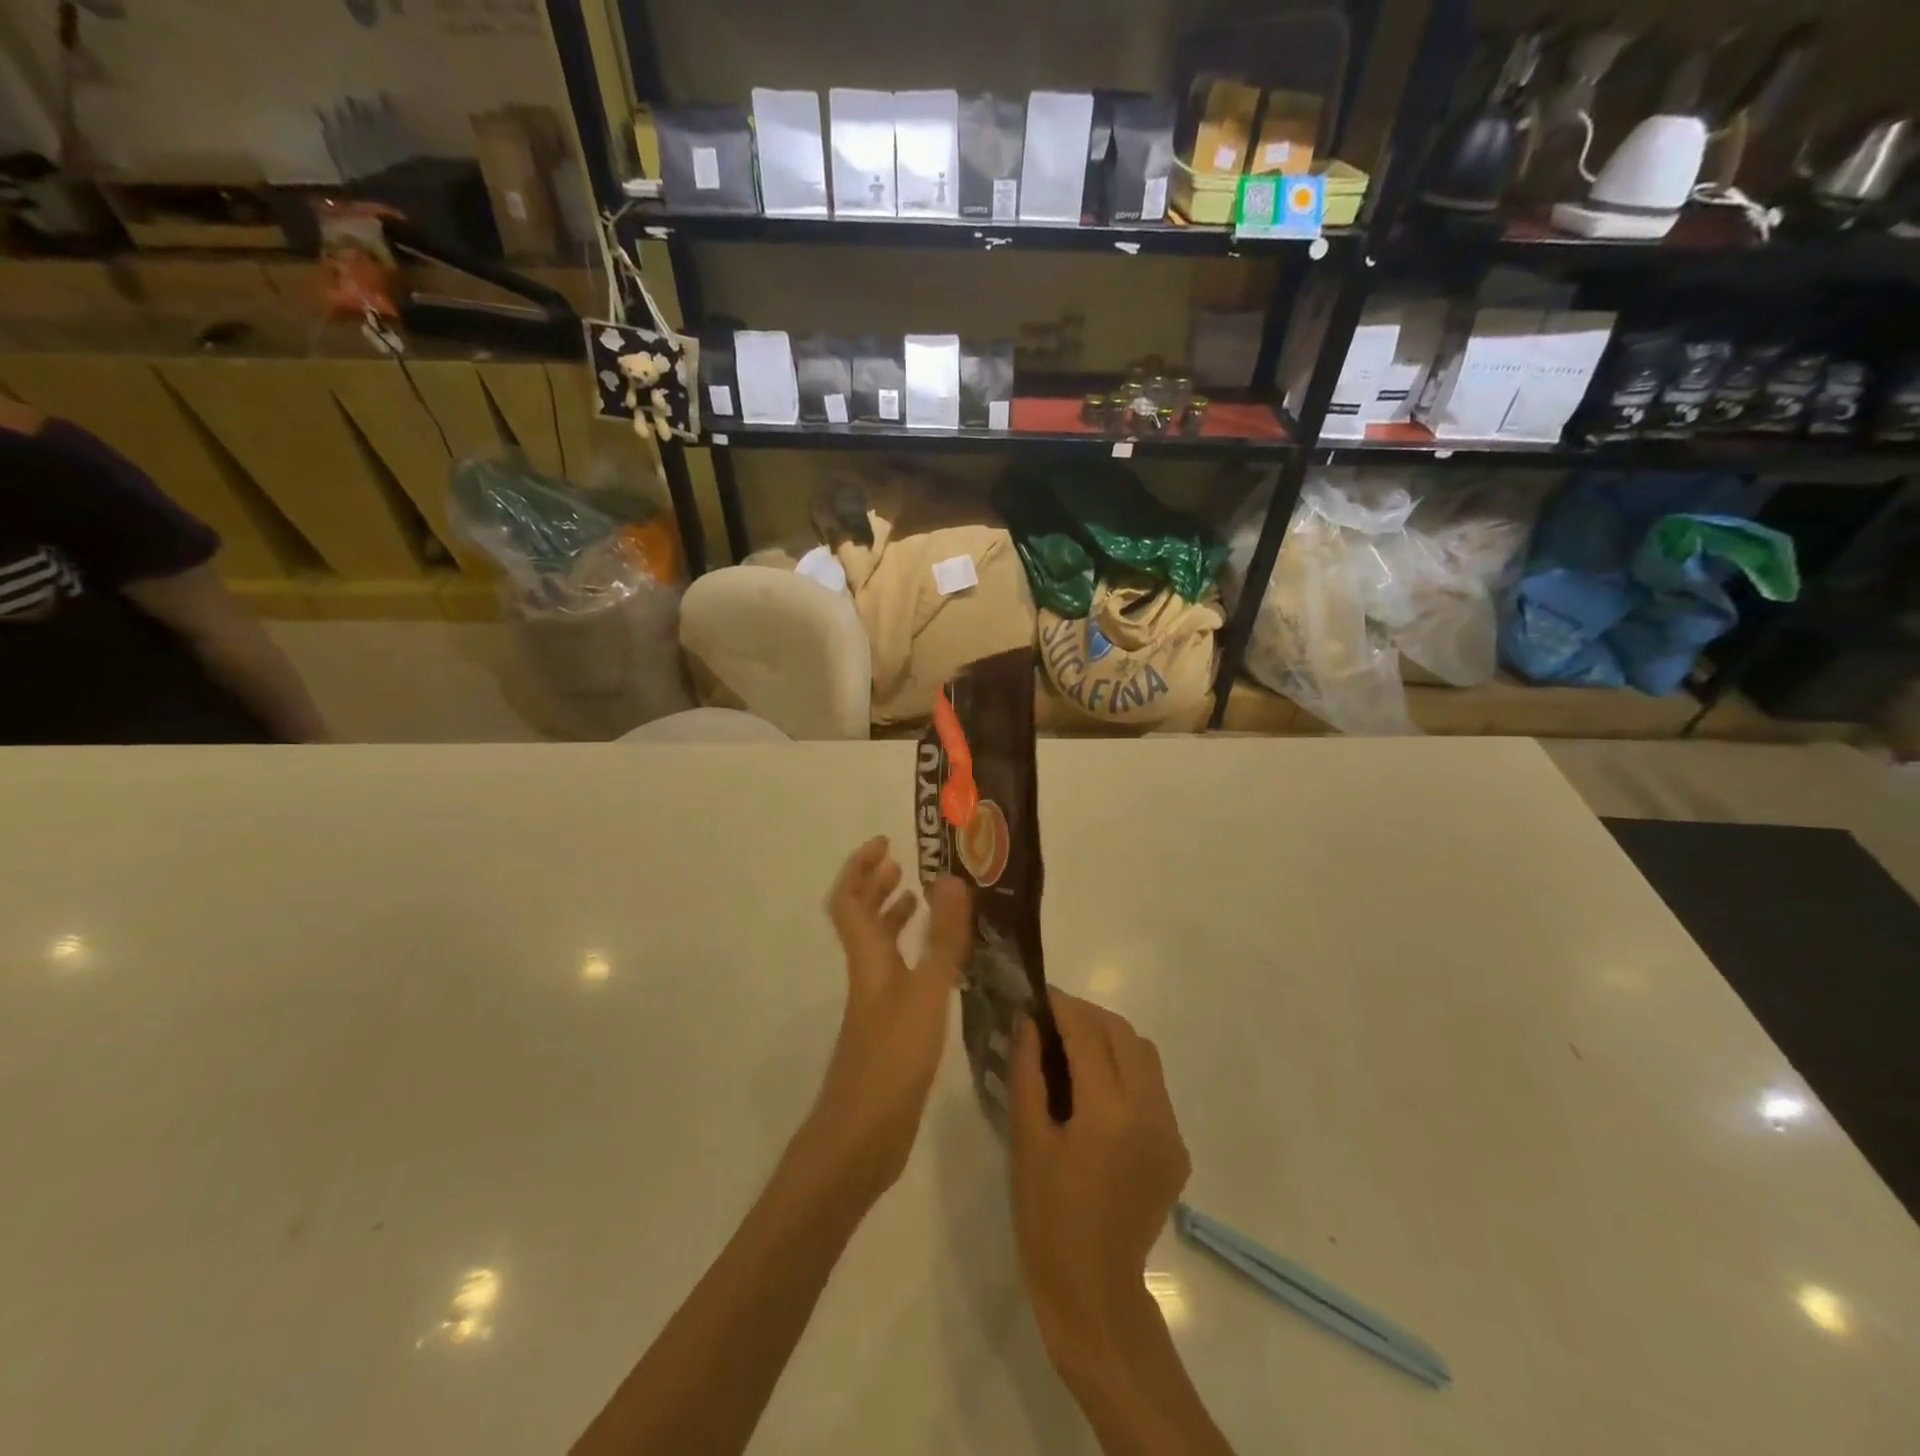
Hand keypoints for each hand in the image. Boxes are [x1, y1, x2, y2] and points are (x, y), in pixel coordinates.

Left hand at [807, 837, 971, 1203]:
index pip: (849, 900)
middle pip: (860, 920)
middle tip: (903, 867)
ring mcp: (875, 1003)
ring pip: (879, 947)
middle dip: (876, 887)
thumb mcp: (926, 992)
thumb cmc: (891, 1058)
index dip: (860, 868)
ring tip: (920, 901)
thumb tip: (951, 879)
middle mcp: (867, 973)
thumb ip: (942, 938)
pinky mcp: (889, 1029)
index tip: (885, 843)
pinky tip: (938, 963)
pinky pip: (898, 974)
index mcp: (867, 958)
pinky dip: (913, 954)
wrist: (862, 1136)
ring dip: (893, 918)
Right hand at [1009, 993, 1190, 1382]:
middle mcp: (1150, 1111)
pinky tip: (1097, 1087)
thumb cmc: (1047, 1217)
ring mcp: (1170, 1130)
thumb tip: (1027, 1021)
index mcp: (1109, 1112)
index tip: (1038, 992)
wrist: (1094, 1290)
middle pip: (1124, 1034)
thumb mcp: (1027, 1140)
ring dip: (1110, 1038)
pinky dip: (1126, 1069)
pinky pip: (1153, 1087)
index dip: (1062, 1006)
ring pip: (1145, 1055)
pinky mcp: (1176, 1148)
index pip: (1088, 1033)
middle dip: (1088, 1015)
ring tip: (1073, 1045)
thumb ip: (1028, 1072)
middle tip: (1052, 1016)